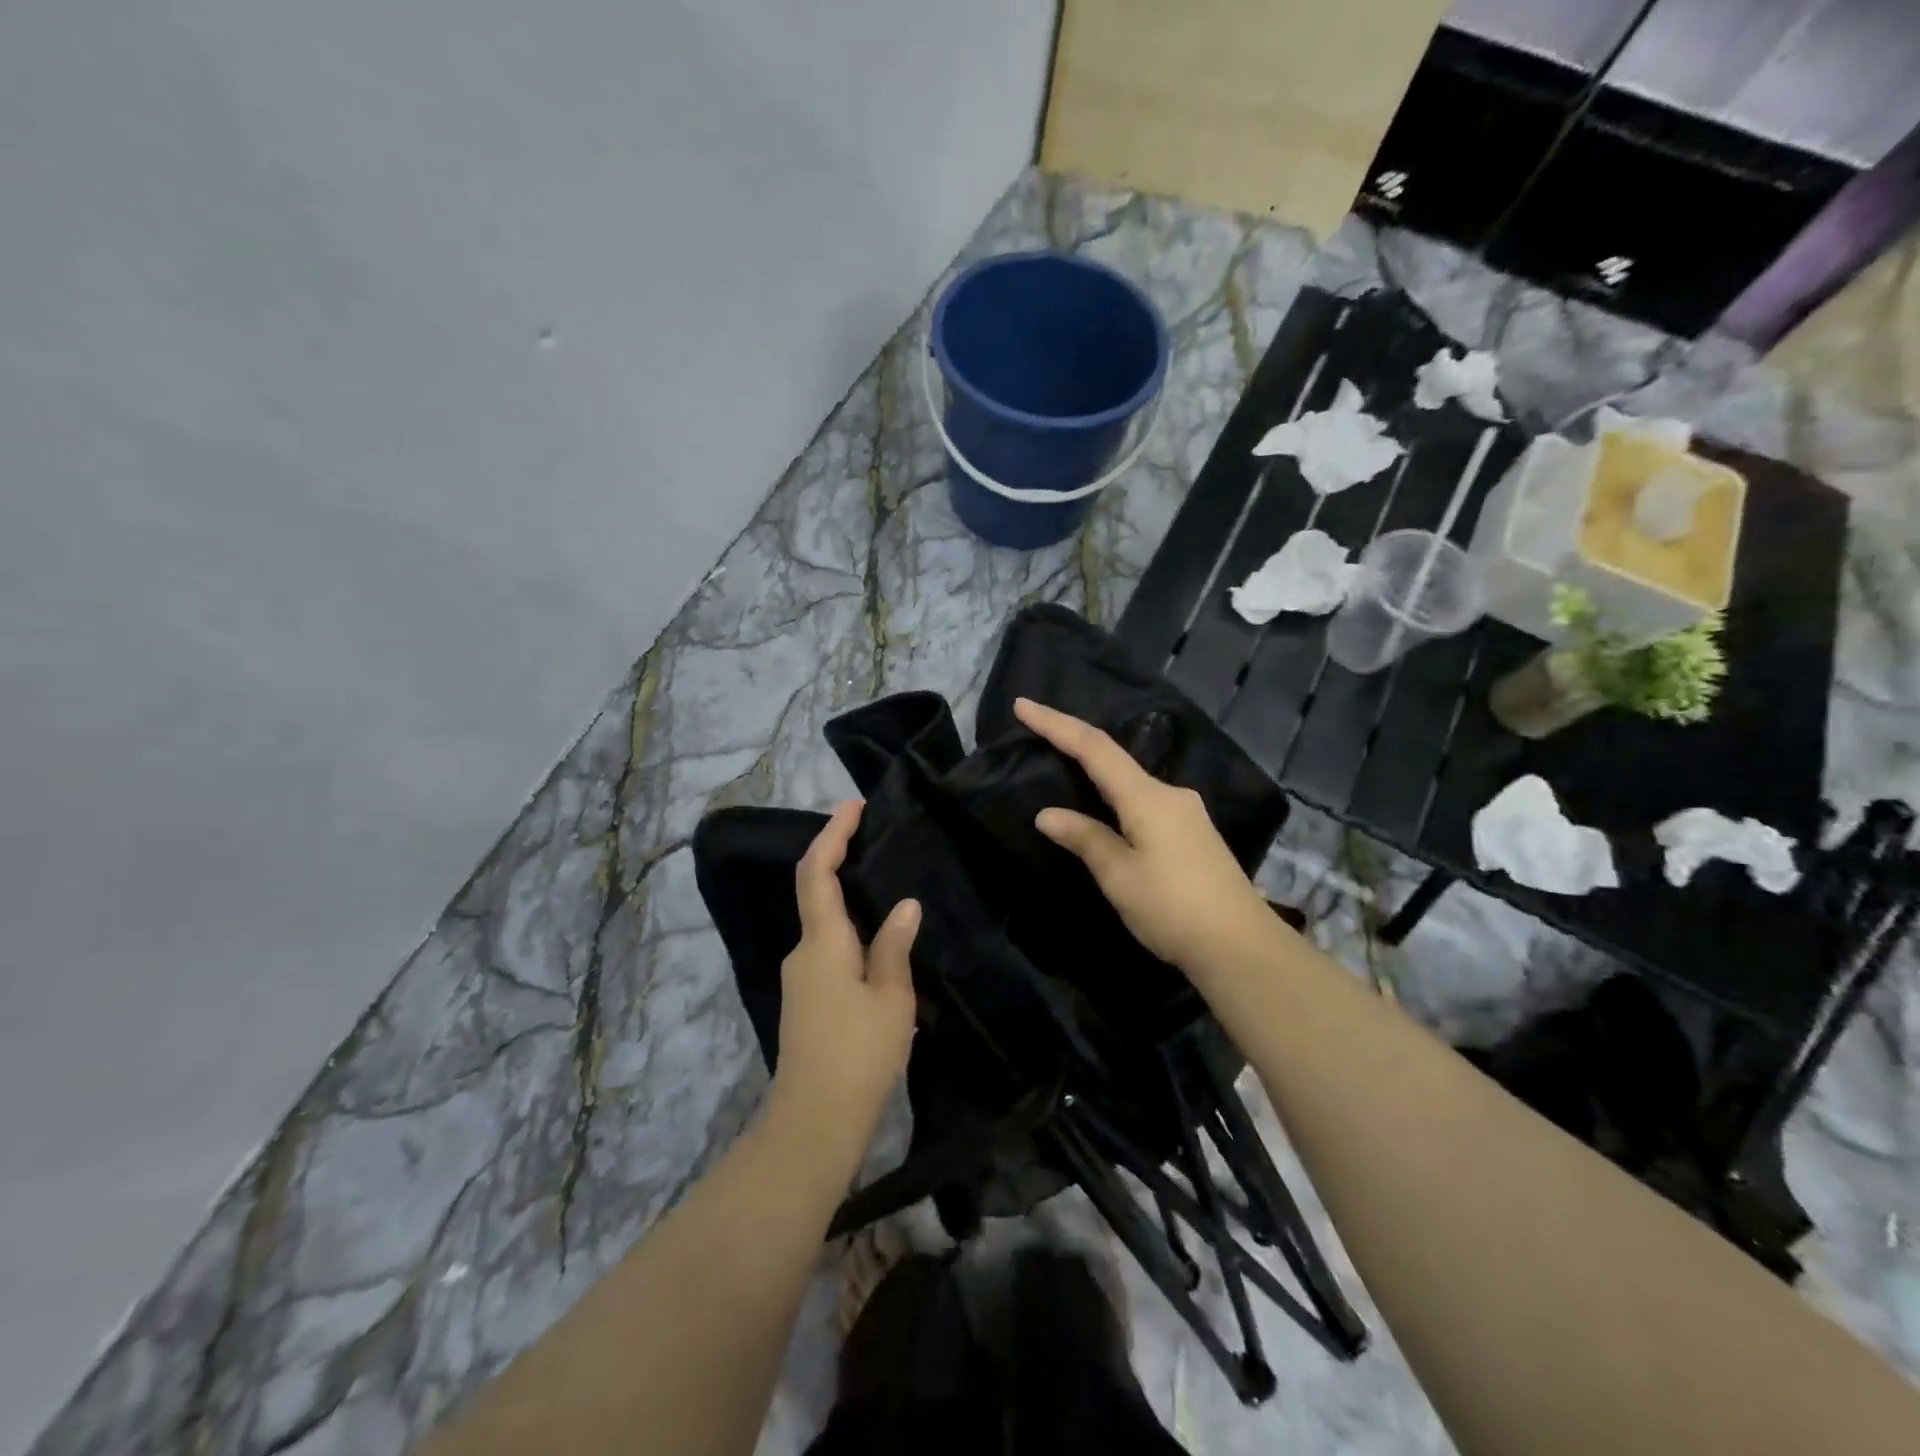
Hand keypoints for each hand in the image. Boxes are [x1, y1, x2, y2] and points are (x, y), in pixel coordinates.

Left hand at [764, 802, 919, 1163]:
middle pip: (817, 892)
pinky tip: (879, 941)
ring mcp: (800, 978)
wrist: (813, 1123)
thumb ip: (894, 947)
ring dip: (848, 898)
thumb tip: (904, 906)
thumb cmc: (858, 1055)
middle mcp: (803, 952)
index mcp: (822, 942)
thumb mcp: (891, 998)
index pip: (818, 873)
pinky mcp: (806, 1000)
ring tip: (888, 888)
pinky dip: (849, 930)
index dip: (832, 835)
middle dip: (841, 860)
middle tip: (878, 840)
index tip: (853, 806)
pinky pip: (828, 949)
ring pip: (824, 924)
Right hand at [1015, 697, 1279, 979]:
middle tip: (1035, 734)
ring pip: (1130, 782)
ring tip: (1062, 773)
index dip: (1056, 725)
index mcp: (1148, 797)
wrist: (1241, 947)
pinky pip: (1143, 801)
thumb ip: (1085, 838)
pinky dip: (1115, 797)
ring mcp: (1186, 812)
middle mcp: (1170, 793)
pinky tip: (1103, 811)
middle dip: (1073, 744)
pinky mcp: (1192, 833)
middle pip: (1113, 759)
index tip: (1023, 706)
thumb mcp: (1119, 876)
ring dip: (1095, 773)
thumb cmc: (1174, 909)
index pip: (1094, 748)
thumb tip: (1048, 814)